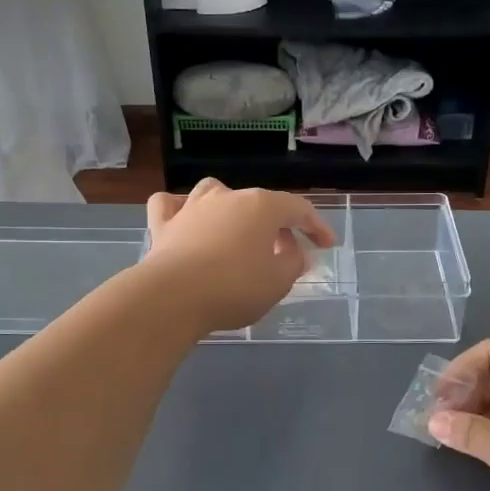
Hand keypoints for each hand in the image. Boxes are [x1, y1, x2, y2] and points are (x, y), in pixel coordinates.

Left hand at [140, 180, 338, 332]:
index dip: (316, 227)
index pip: (299, 209)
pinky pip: (170, 204)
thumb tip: (293, 251)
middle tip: (286, 252)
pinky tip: (185, 220)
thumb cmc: (234, 288)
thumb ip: (293, 263)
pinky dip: (180, 209)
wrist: (173, 297)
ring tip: (237, 230)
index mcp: (262, 207)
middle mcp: (228, 196)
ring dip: (230, 208)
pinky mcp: (164, 223)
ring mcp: (192, 206)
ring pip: (215, 193)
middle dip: (277, 225)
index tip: (326, 245)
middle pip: (260, 203)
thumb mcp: (278, 282)